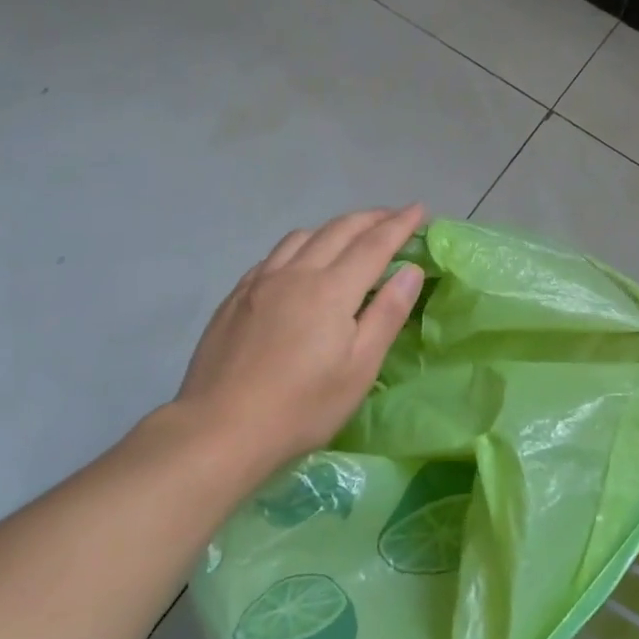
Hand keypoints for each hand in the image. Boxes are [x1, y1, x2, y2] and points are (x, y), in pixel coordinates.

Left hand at [173, 206, 426, 481]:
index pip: (374, 244)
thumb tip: (411, 270)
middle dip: (371, 218)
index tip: (419, 209)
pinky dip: (301, 246)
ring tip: (350, 235)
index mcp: (331, 289)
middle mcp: (296, 272)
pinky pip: (275, 255)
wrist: (219, 430)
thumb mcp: (359, 368)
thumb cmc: (301, 406)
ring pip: (303, 236)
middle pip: (339, 230)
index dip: (399, 224)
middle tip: (394, 216)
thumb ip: (387, 313)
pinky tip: (300, 262)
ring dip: (334, 227)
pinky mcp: (236, 296)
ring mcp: (261, 281)